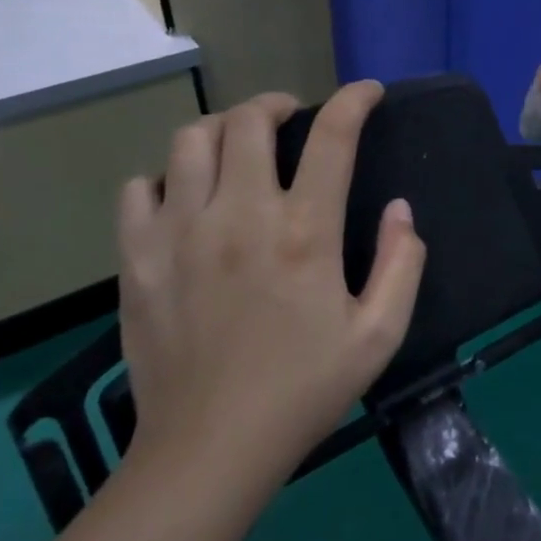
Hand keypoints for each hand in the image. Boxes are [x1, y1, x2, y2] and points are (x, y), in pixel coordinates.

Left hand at [115, 82, 426, 490]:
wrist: (211, 448)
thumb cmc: (305, 390)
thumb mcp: (380, 334)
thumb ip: (403, 262)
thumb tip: (401, 208)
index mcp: (305, 232)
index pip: (333, 137)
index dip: (355, 100)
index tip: (368, 92)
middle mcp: (240, 215)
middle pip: (249, 121)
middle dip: (277, 103)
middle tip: (293, 116)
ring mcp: (179, 233)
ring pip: (190, 141)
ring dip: (222, 129)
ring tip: (239, 144)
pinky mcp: (137, 259)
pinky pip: (139, 189)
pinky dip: (166, 177)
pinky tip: (185, 196)